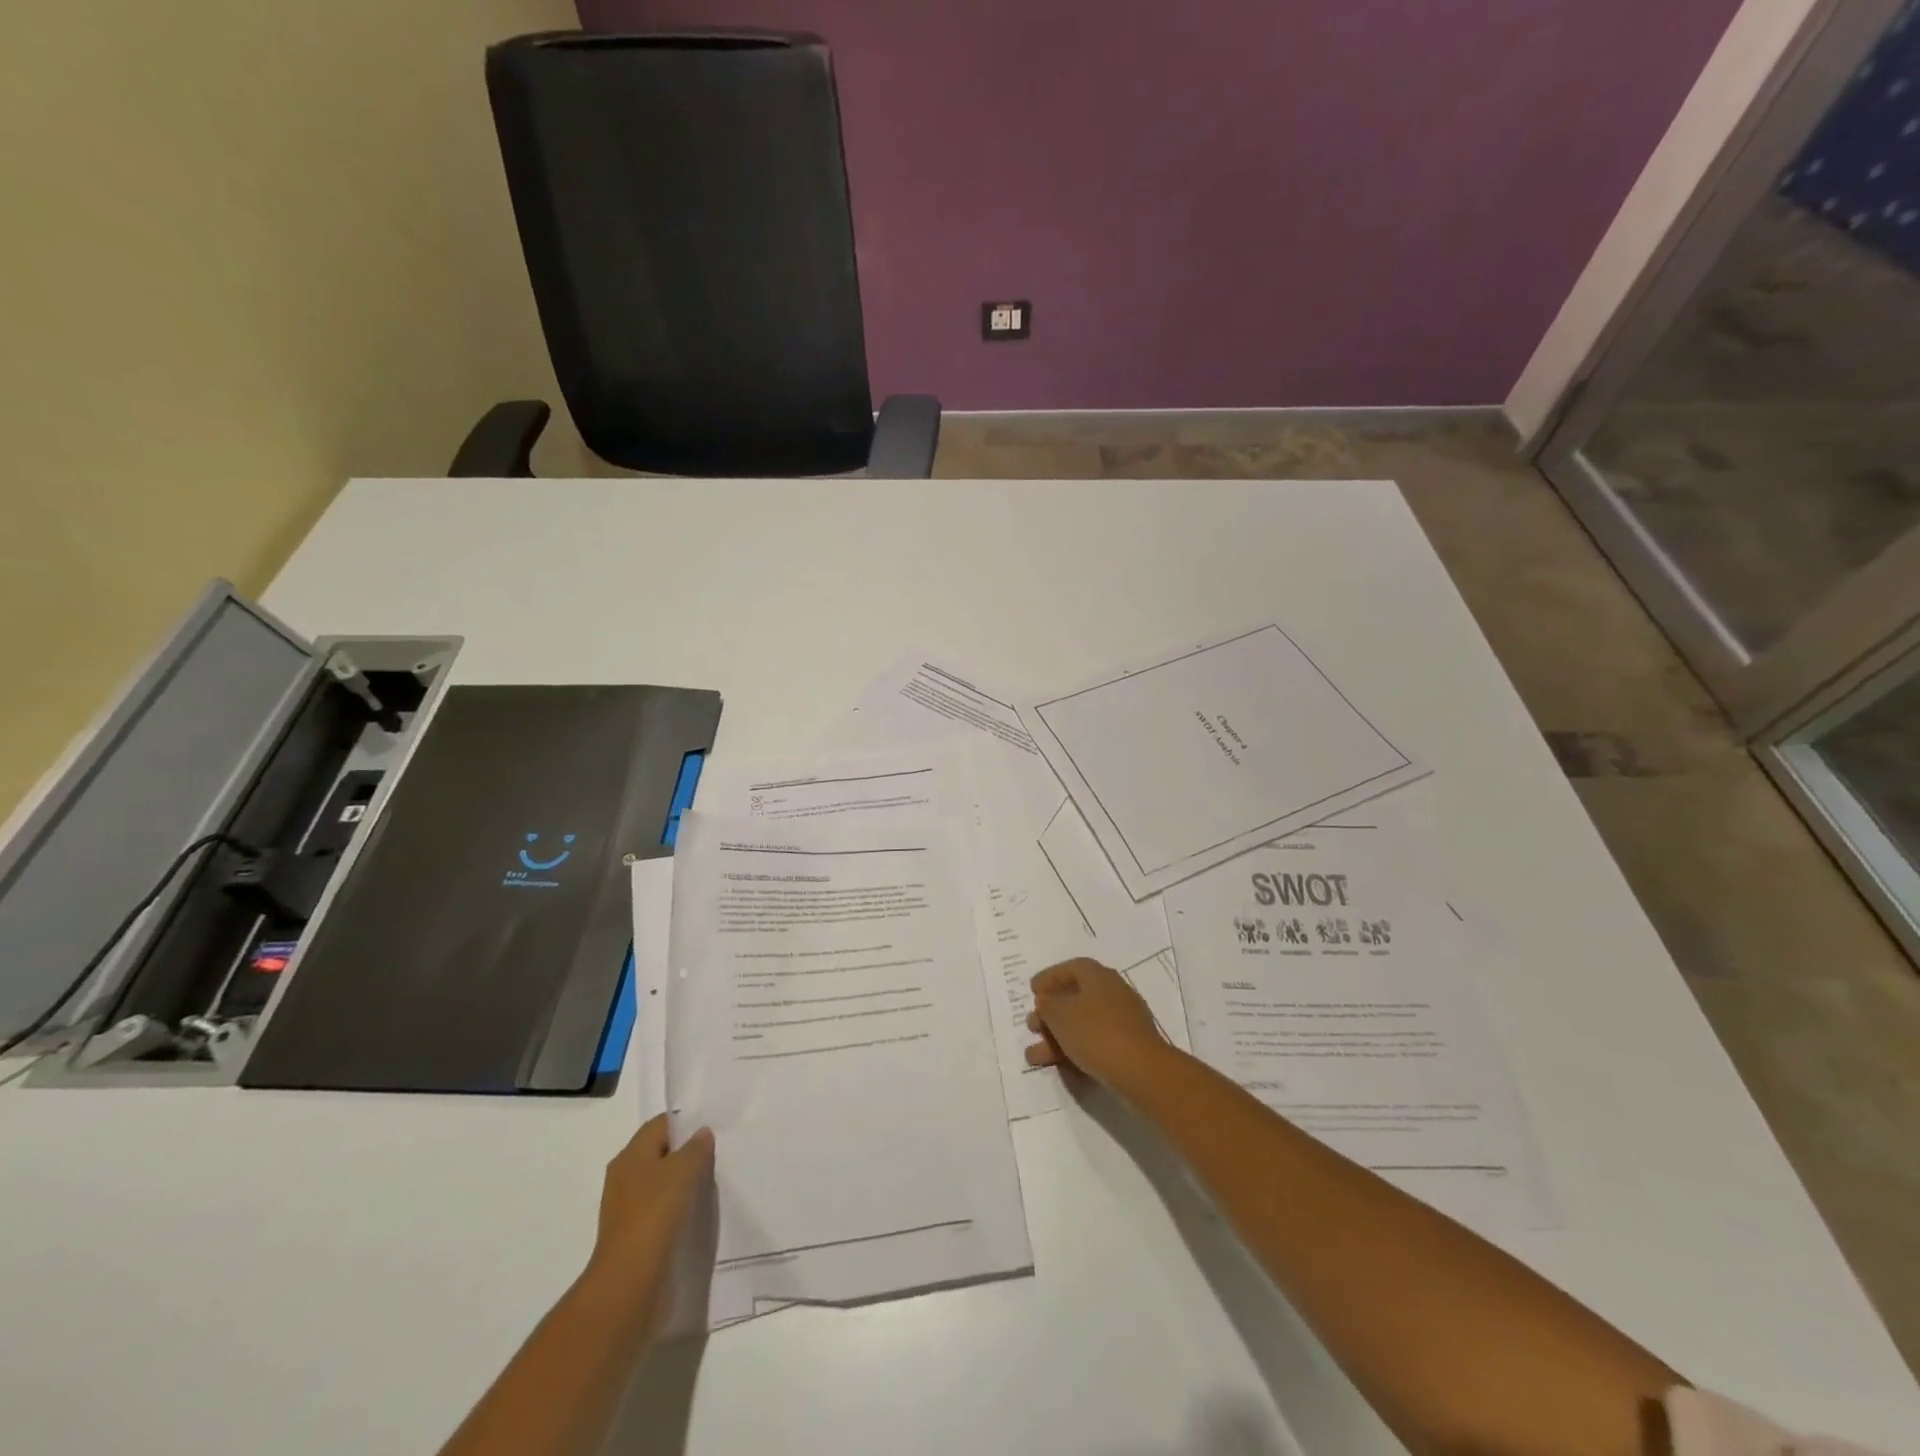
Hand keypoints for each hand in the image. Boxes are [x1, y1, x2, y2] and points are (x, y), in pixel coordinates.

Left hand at [587, 1115, 713, 1294]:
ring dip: (682, 1183)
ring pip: (660, 1183)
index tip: (711, 1130)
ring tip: (710, 1185)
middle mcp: (624, 1177)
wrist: (630, 1280)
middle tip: (715, 1156)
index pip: (661, 1125)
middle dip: (686, 1153)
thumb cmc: (655, 1213)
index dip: (685, 1123)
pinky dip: (676, 1208)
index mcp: (630, 1155)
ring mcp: (626, 1208)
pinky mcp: (633, 1235)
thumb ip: (696, 1147)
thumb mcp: (684, 1169)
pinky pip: (659, 1210)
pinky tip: (694, 1214)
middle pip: (659, 1153)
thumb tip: (701, 1133)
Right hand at [1025, 958, 1164, 1086]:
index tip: (1032, 991)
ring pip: (1083, 1026)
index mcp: (1099, 977)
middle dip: (1050, 1014)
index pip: (1072, 968)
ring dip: (1056, 1039)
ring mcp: (1123, 1022)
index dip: (1050, 977)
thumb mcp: (1060, 1015)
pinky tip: (1059, 1069)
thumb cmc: (1096, 1033)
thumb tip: (1046, 1001)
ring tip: (1034, 1056)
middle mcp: (1114, 993)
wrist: (1142, 1072)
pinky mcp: (1128, 1048)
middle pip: (1076, 998)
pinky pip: (1095, 1045)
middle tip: (1032, 1026)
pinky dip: (1075, 1053)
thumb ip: (1048, 1005)